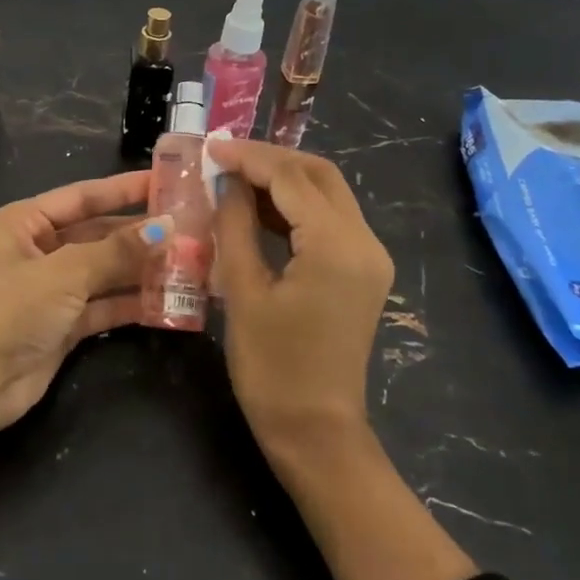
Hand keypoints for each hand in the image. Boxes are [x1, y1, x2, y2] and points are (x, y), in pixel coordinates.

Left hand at [0, 170, 166, 429]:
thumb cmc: (10, 311)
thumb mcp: (64, 273)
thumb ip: (117, 250)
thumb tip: (168, 227)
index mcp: (25, 222)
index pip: (83, 196)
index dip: (125, 188)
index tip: (167, 181)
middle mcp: (39, 249)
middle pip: (98, 233)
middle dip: (140, 233)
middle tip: (191, 226)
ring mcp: (52, 288)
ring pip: (106, 270)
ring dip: (142, 268)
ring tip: (190, 261)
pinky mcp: (64, 324)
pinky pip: (105, 304)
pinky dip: (132, 302)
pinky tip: (169, 299)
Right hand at [209, 140, 394, 445]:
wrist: (316, 432)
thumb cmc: (272, 368)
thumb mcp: (244, 291)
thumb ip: (235, 226)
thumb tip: (225, 181)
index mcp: (336, 246)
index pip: (291, 178)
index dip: (248, 158)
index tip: (210, 147)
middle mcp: (364, 241)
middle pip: (319, 175)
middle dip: (271, 159)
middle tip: (224, 158)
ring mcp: (369, 257)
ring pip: (328, 193)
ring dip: (283, 179)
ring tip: (234, 176)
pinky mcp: (363, 271)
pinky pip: (330, 220)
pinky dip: (295, 206)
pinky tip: (258, 208)